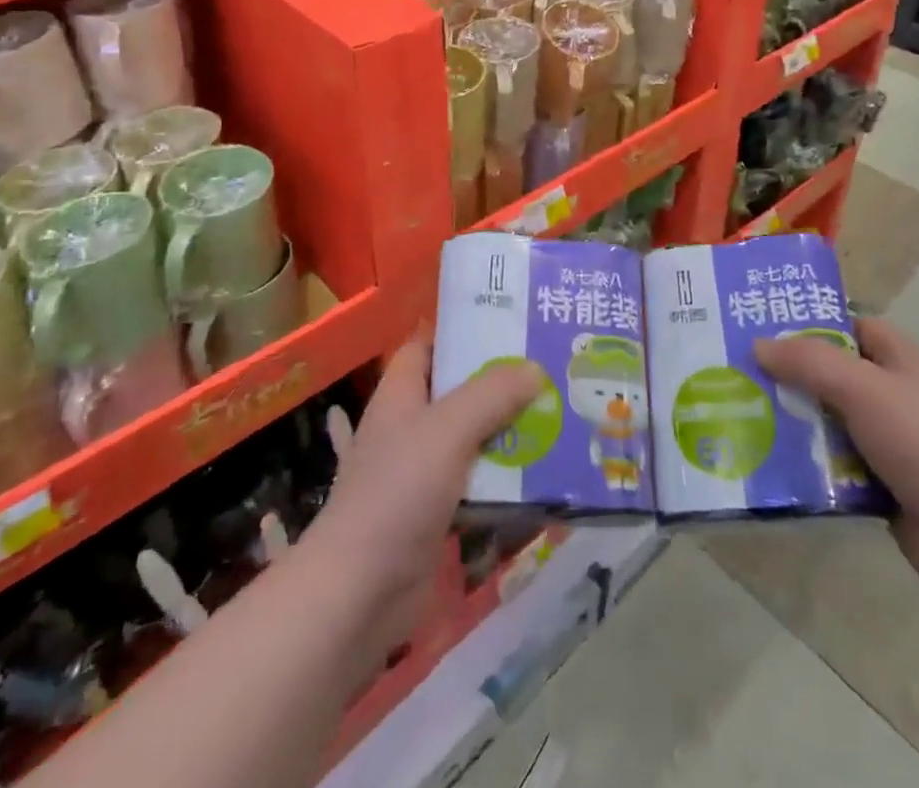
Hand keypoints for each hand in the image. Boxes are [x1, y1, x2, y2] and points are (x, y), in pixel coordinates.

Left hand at [297, 340, 538, 662]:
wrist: (360, 591)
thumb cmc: (398, 491)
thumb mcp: (448, 429)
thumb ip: (492, 394)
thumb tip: (535, 368)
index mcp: (401, 394)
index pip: (428, 347)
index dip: (462, 334)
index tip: (509, 328)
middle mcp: (410, 426)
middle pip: (458, 392)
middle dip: (500, 384)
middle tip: (549, 371)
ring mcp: (422, 472)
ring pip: (473, 438)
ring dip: (509, 432)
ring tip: (558, 416)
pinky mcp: (437, 512)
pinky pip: (478, 483)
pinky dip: (505, 478)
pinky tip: (543, 473)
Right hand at [755, 317, 918, 615]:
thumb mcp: (865, 389)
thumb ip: (810, 363)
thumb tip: (758, 344)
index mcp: (899, 362)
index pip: (851, 326)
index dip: (812, 322)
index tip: (762, 322)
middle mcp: (892, 397)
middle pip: (831, 375)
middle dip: (788, 374)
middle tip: (732, 370)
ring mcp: (886, 445)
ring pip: (826, 423)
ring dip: (790, 423)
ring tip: (734, 414)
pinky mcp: (879, 489)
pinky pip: (830, 468)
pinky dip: (803, 467)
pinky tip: (763, 465)